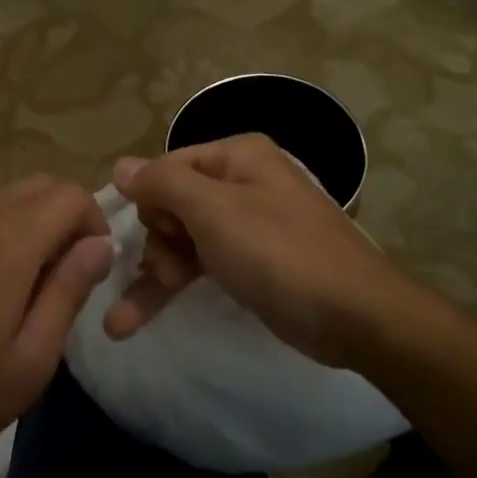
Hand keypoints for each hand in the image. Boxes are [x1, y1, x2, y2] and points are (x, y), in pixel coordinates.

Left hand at [0, 175, 113, 477]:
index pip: (71, 194)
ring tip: (33, 289)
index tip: (93, 272)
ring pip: (10, 198)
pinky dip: (6, 232)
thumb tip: (102, 244)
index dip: (96, 224)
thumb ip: (69, 290)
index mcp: (6, 240)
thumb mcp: (30, 359)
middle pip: (41, 185)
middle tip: (68, 278)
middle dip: (69, 218)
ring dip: (37, 225)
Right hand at [105, 135, 426, 368]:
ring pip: (182, 240)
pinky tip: (133, 318)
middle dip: (159, 243)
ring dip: (155, 275)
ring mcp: (248, 224)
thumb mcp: (213, 210)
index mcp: (237, 156)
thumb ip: (162, 183)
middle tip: (170, 274)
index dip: (151, 203)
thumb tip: (121, 165)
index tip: (157, 237)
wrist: (354, 316)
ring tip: (124, 321)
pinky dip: (173, 288)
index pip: (166, 167)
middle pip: (172, 204)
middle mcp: (242, 182)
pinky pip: (201, 265)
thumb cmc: (279, 252)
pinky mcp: (252, 263)